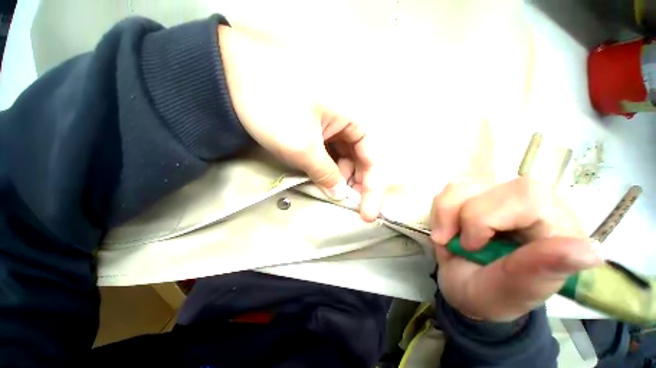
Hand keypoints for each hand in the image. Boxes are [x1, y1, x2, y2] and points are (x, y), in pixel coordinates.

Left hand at [218, 25, 384, 220]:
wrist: (236, 74)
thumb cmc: (273, 106)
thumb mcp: (302, 147)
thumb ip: (325, 173)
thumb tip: (340, 194)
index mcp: (354, 119)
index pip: (373, 160)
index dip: (372, 189)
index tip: (367, 215)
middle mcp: (348, 121)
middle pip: (361, 159)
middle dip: (356, 183)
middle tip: (346, 205)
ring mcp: (332, 124)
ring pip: (345, 157)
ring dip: (340, 176)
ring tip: (328, 191)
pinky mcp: (317, 127)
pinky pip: (330, 152)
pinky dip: (328, 167)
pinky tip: (321, 177)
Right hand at [430, 177, 601, 320]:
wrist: (466, 287)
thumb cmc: (491, 295)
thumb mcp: (510, 292)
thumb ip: (540, 271)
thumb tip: (591, 251)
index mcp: (557, 228)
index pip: (526, 196)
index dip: (485, 217)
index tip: (470, 246)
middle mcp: (533, 204)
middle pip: (489, 184)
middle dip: (460, 216)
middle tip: (450, 243)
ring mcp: (502, 196)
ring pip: (464, 184)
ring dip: (445, 213)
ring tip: (445, 239)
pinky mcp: (478, 195)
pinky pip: (451, 190)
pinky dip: (440, 210)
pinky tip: (445, 228)